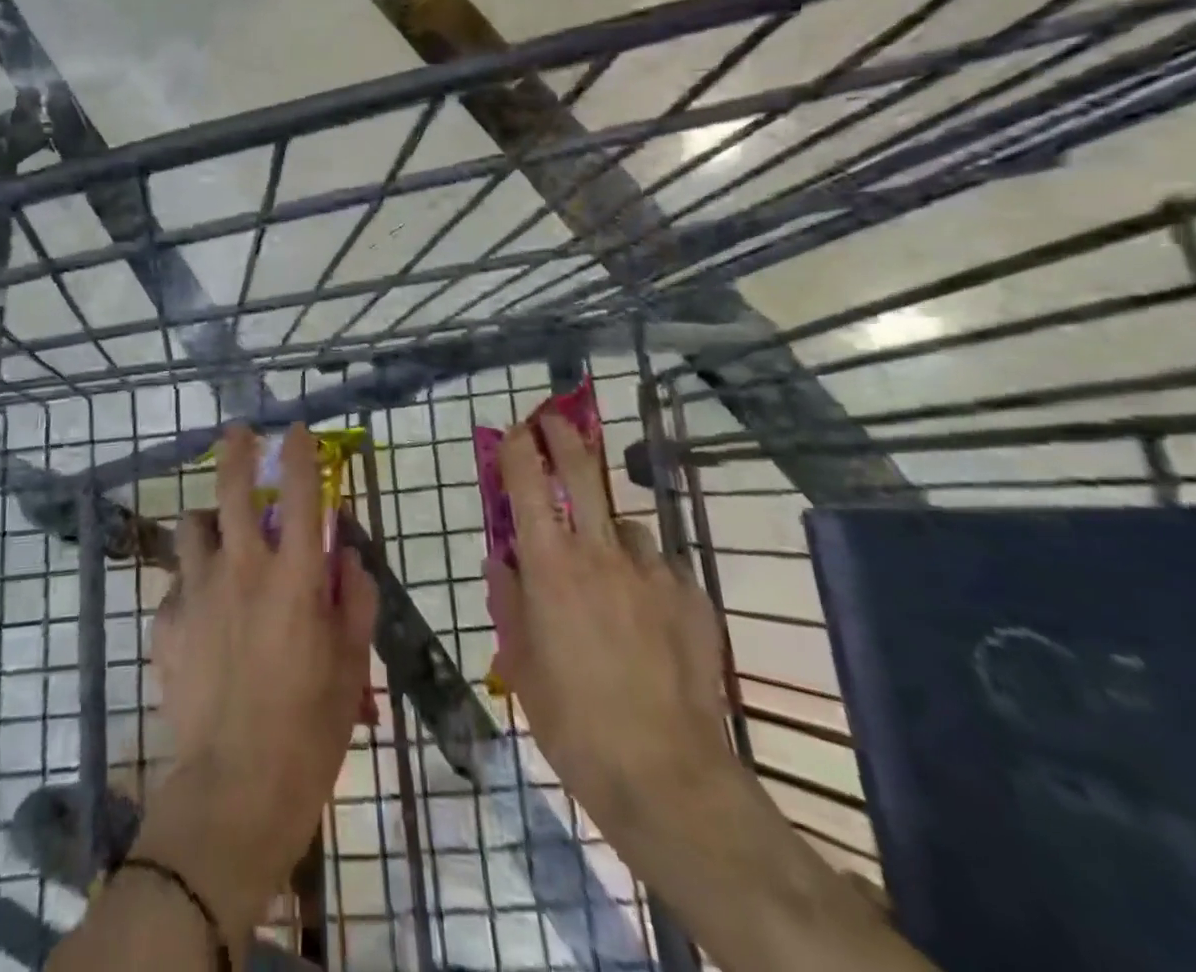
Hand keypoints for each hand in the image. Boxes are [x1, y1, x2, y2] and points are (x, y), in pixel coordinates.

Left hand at [139, 423, 377, 940]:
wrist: (232, 790)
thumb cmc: (309, 730)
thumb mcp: (351, 664)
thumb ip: (356, 598)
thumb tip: (348, 555)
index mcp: (295, 576)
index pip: (299, 492)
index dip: (298, 452)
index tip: (295, 429)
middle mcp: (243, 568)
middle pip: (232, 488)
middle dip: (235, 450)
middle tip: (238, 433)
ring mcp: (198, 591)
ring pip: (194, 526)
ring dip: (210, 520)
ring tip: (221, 535)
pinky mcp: (167, 621)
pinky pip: (179, 582)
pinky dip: (194, 581)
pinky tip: (204, 610)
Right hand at [484, 414, 735, 848]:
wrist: (666, 776)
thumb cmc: (572, 720)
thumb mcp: (521, 663)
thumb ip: (510, 602)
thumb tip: (501, 564)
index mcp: (550, 565)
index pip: (527, 482)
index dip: (518, 447)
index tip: (513, 429)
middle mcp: (600, 553)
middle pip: (582, 472)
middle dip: (563, 437)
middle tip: (553, 420)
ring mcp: (653, 573)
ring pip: (627, 527)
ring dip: (611, 533)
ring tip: (609, 572)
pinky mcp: (693, 598)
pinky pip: (662, 570)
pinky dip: (647, 578)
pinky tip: (648, 617)